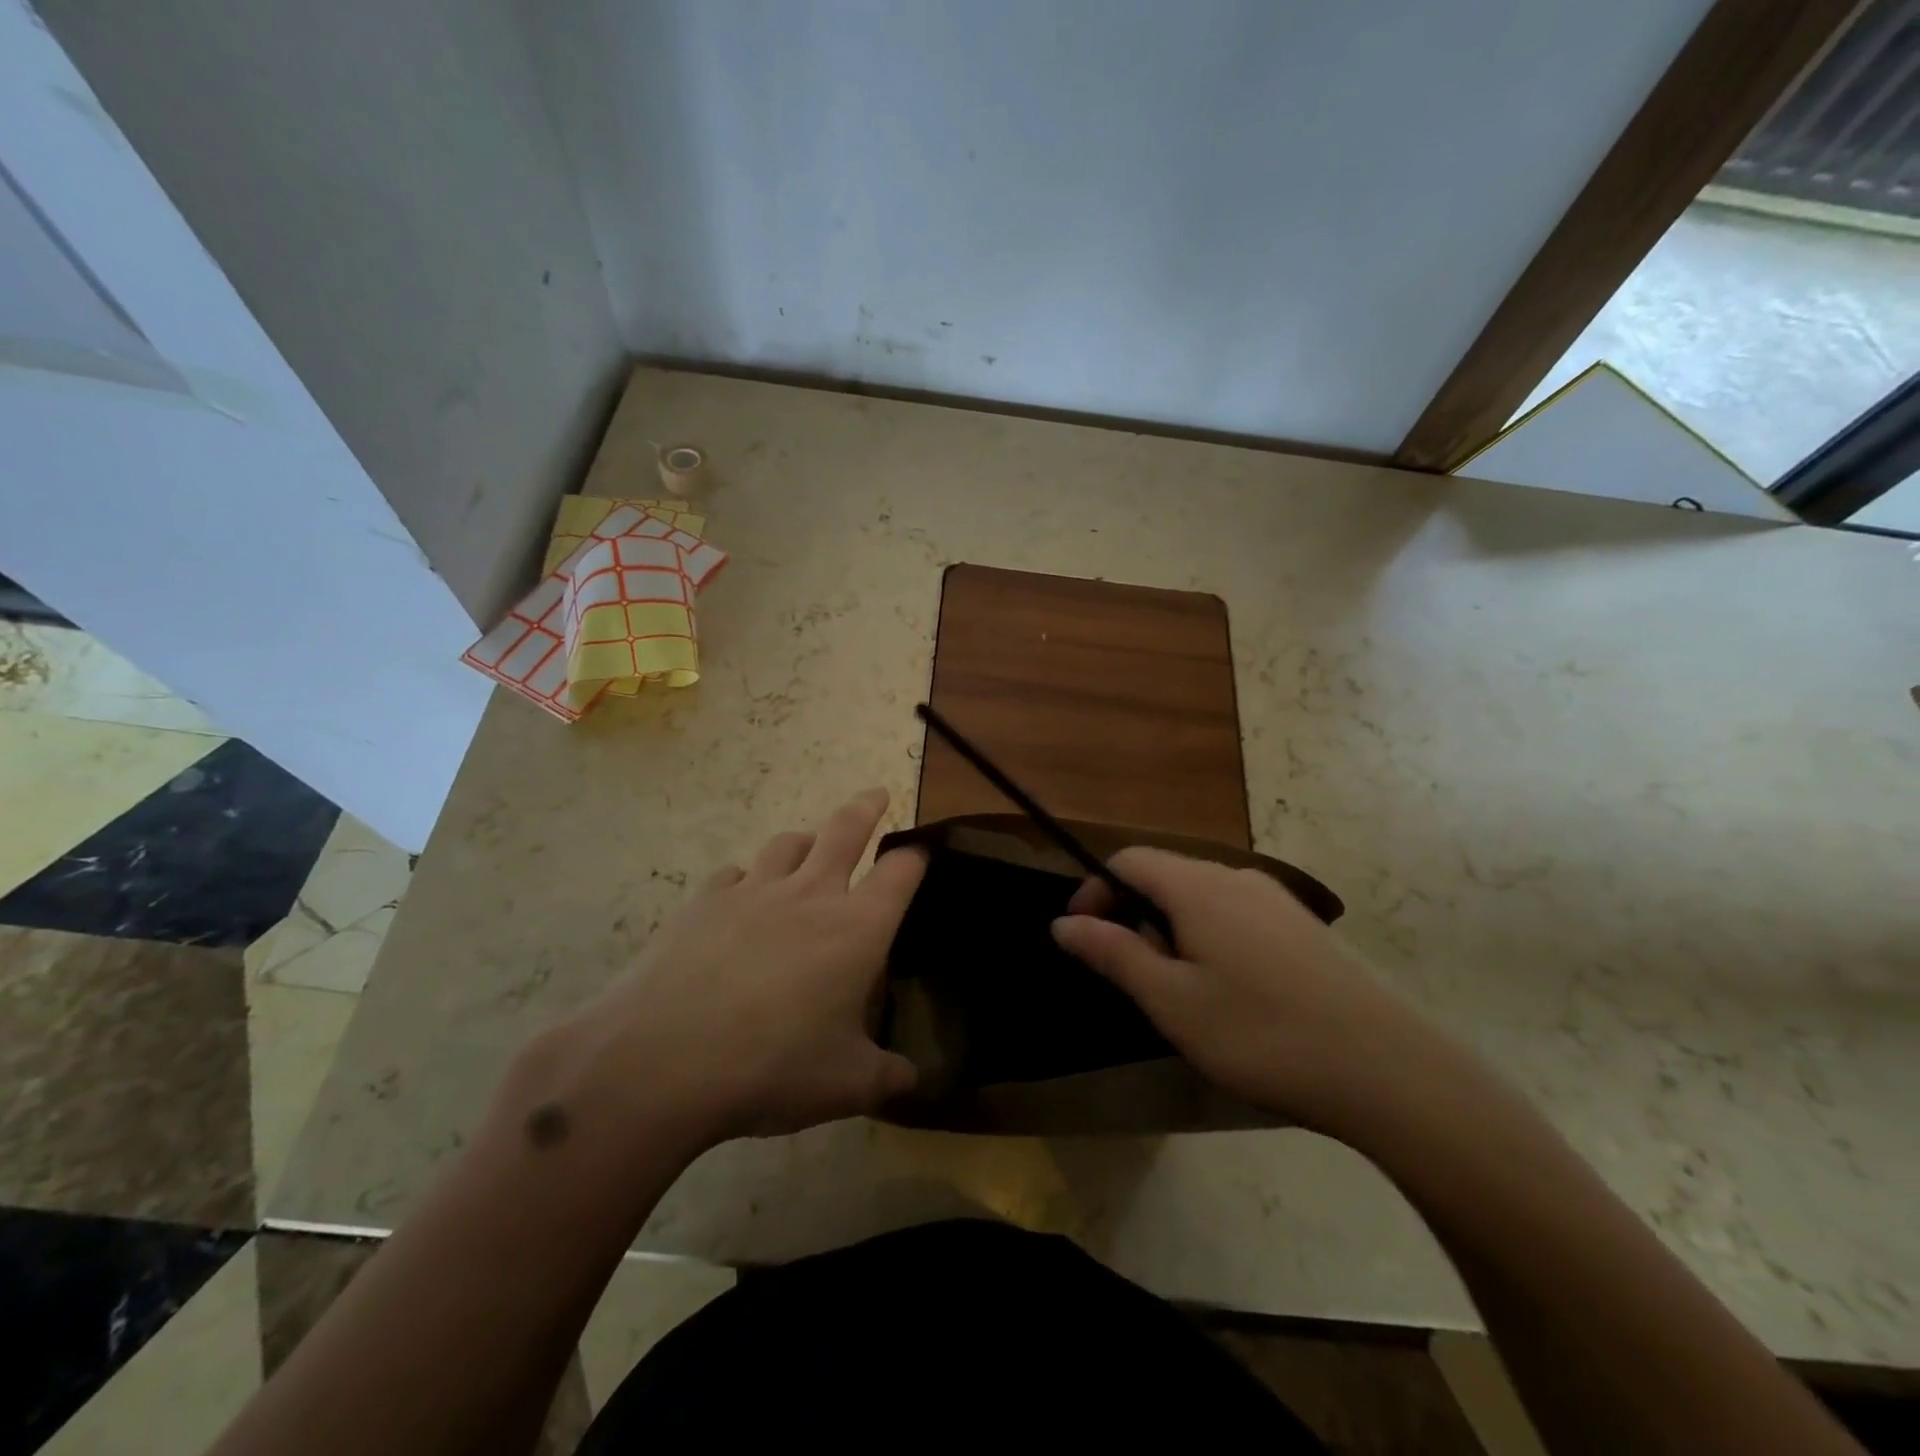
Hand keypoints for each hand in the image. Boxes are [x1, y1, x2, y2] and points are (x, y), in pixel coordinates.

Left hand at [560, 788, 925, 1149]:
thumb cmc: (772, 1067)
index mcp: (856, 928)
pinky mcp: (703, 901)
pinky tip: (742, 896)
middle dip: (866, 807)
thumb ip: (888, 1078)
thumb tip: (914, 1081)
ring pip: (787, 844)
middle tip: (876, 795)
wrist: (660, 1061)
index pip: (900, 873)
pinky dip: (748, 878)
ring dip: (805, 840)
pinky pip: (735, 874)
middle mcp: (809, 895)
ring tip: (810, 845)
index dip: (916, 858)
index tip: (922, 853)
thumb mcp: (846, 1085)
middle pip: (845, 830)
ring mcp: (752, 891)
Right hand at [1052, 848, 1441, 1135]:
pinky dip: (1211, 939)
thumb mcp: (1171, 1000)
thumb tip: (1064, 923)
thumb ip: (1113, 954)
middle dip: (1136, 918)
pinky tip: (1233, 995)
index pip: (1128, 861)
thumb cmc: (1261, 1033)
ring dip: (1173, 931)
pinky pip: (1237, 916)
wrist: (1388, 1069)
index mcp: (1198, 886)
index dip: (1095, 891)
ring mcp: (1277, 900)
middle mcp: (1237, 877)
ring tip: (1183, 993)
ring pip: (1202, 898)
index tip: (1082, 936)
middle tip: (1136, 979)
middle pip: (1166, 877)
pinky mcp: (1305, 928)